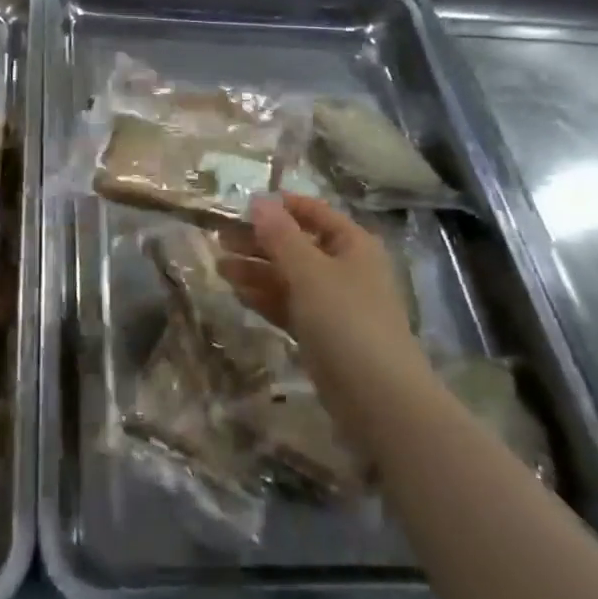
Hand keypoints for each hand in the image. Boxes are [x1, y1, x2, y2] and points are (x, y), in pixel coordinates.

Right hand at [218, 194, 424, 382]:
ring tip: (219, 267)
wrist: (378, 398)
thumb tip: (259, 200)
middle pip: (297, 245)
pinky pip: (289, 306)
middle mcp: (345, 269)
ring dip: (256, 270)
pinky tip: (237, 293)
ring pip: (289, 278)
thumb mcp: (309, 271)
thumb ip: (280, 236)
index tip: (243, 204)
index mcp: (353, 245)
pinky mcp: (322, 334)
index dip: (281, 206)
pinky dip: (265, 298)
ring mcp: (334, 304)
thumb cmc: (346, 320)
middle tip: (219, 238)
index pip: (315, 213)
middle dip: (260, 241)